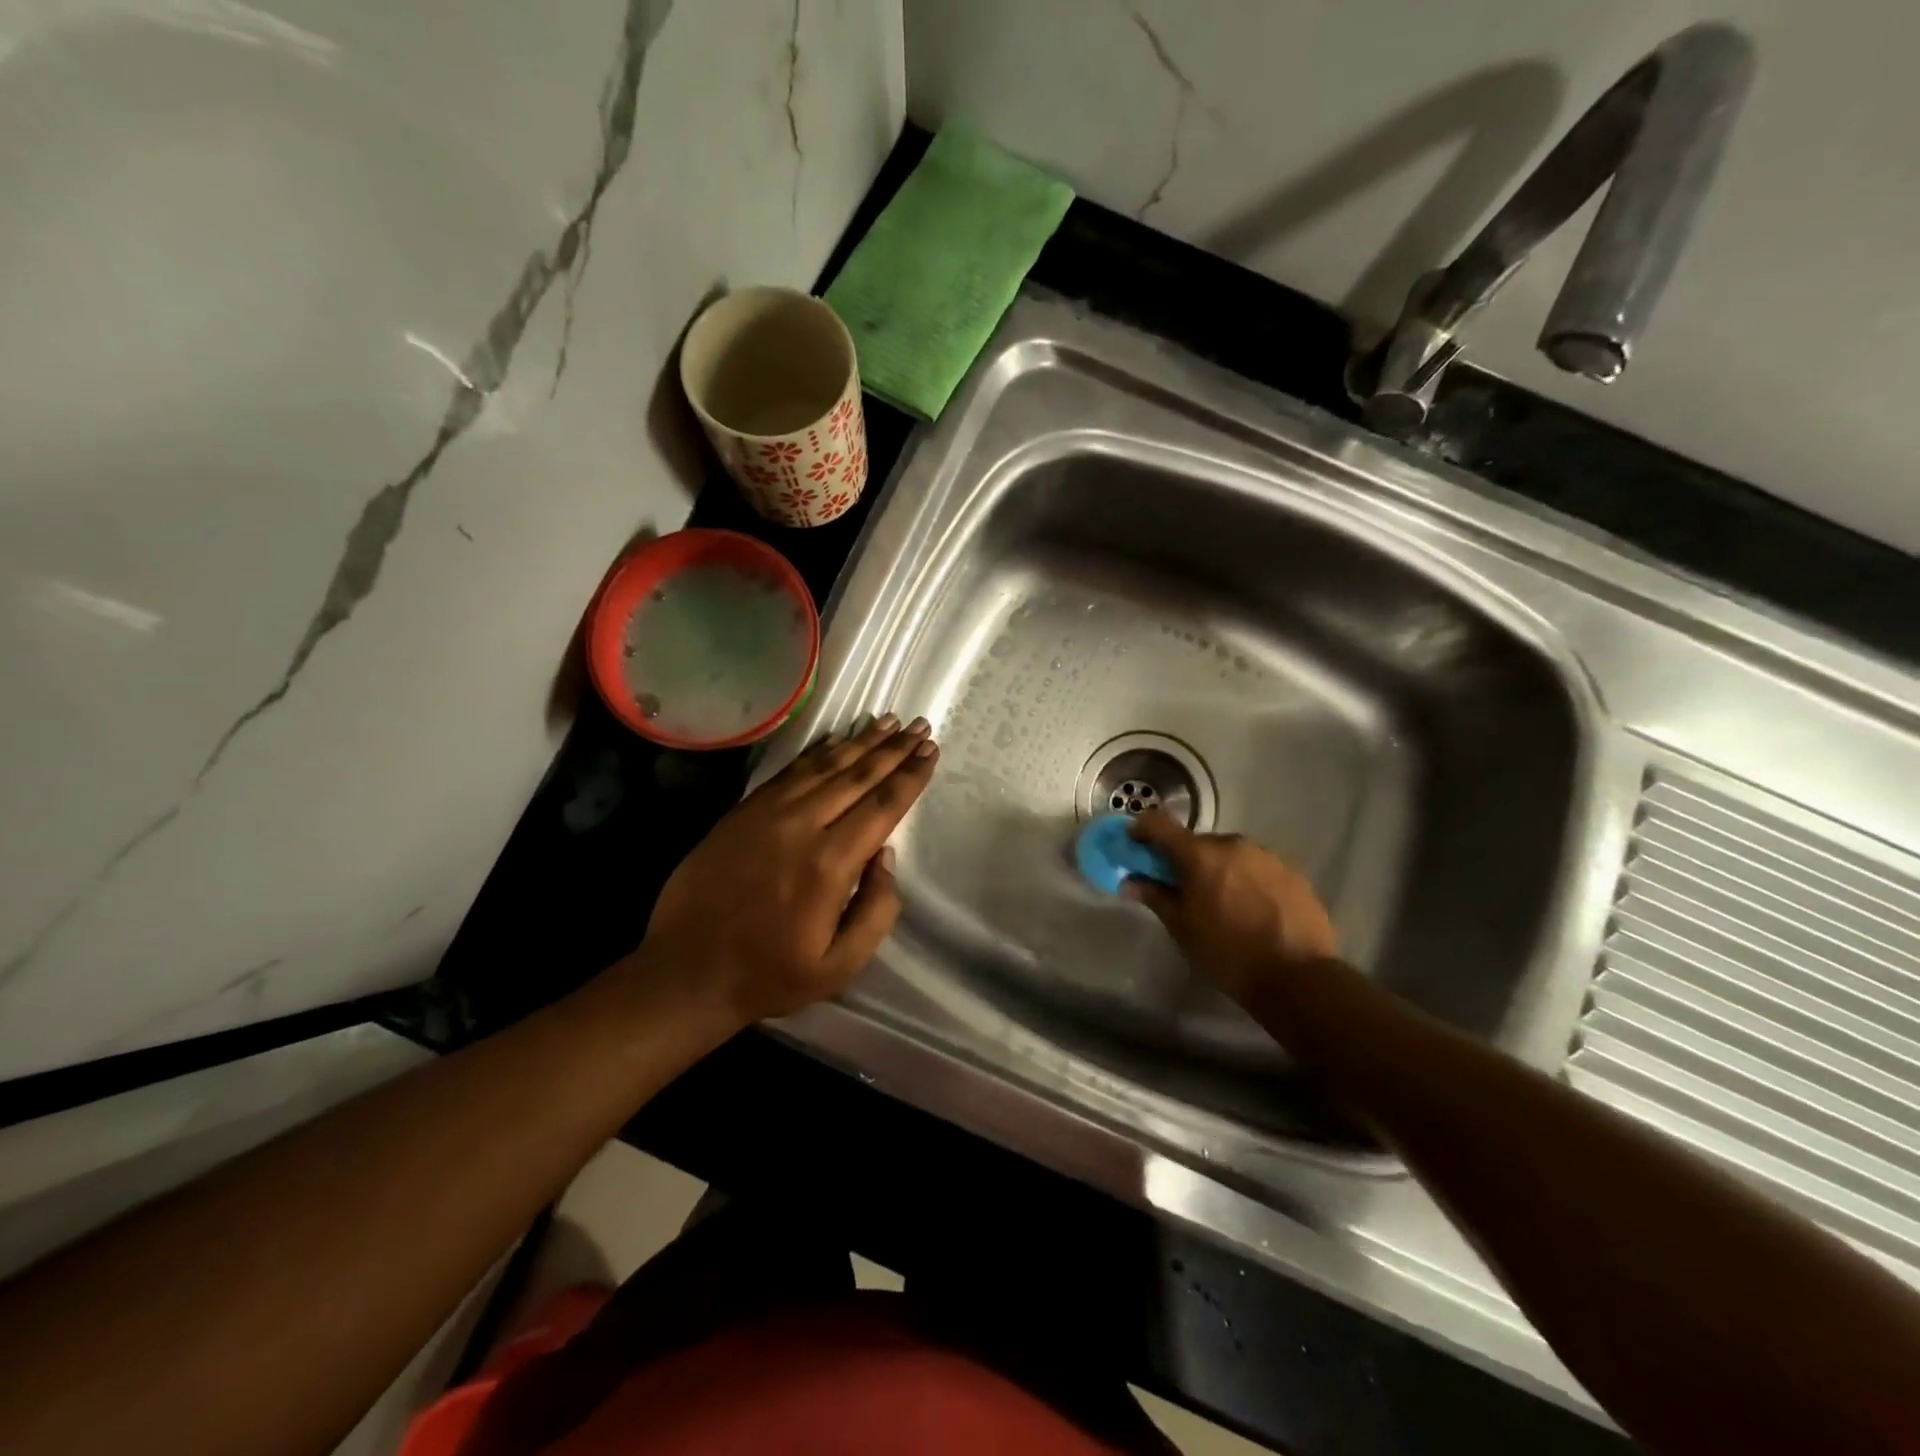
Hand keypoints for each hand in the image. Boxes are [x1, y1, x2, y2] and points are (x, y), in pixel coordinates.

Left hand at [635, 714, 937, 1028]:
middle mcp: (801, 826)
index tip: (930, 751)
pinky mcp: (742, 811)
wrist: (686, 971)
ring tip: (887, 722)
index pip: (881, 807)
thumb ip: (876, 910)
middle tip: (919, 726)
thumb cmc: (769, 974)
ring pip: (823, 766)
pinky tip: (835, 739)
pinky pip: (789, 771)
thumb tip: (885, 855)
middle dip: (893, 750)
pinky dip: (817, 751)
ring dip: (860, 742)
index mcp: (830, 864)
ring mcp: (767, 814)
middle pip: (857, 776)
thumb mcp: (840, 965)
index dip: (910, 776)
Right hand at [1124, 811, 1337, 1003]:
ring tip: (1222, 905)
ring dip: (1218, 870)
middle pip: (1198, 843)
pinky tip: (1252, 912)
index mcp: (1201, 855)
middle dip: (1185, 860)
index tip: (1135, 846)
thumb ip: (1155, 897)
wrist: (1298, 978)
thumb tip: (1130, 881)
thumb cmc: (1227, 953)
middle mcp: (1234, 844)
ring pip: (1230, 855)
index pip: (1159, 824)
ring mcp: (1268, 857)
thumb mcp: (1182, 928)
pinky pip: (1257, 869)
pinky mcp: (1293, 874)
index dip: (1141, 830)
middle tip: (1182, 890)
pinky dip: (1247, 882)